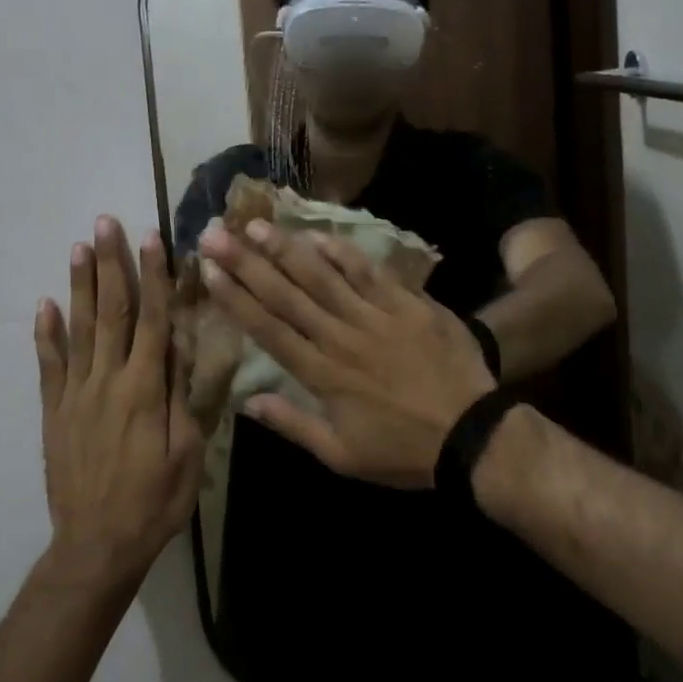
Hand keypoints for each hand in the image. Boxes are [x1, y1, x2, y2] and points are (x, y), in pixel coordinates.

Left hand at [36, 218, 204, 588]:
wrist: (96, 547)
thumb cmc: (155, 500)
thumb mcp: (187, 452)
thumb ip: (182, 396)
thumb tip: (182, 346)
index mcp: (145, 388)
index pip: (153, 319)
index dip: (154, 275)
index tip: (151, 237)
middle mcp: (108, 380)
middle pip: (112, 311)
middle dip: (111, 263)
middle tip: (106, 222)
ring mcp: (76, 393)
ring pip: (78, 328)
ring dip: (79, 285)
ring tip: (79, 246)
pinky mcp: (54, 411)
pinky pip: (49, 365)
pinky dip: (45, 333)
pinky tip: (43, 304)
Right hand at [199, 219, 494, 487]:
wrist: (473, 433)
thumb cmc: (404, 450)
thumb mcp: (343, 456)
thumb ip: (294, 425)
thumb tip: (248, 401)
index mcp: (321, 374)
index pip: (268, 329)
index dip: (235, 298)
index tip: (208, 271)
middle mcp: (340, 337)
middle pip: (286, 295)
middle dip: (246, 263)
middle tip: (215, 234)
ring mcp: (374, 316)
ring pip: (322, 276)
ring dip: (286, 249)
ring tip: (255, 225)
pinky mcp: (406, 303)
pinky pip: (369, 272)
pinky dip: (343, 253)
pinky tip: (318, 235)